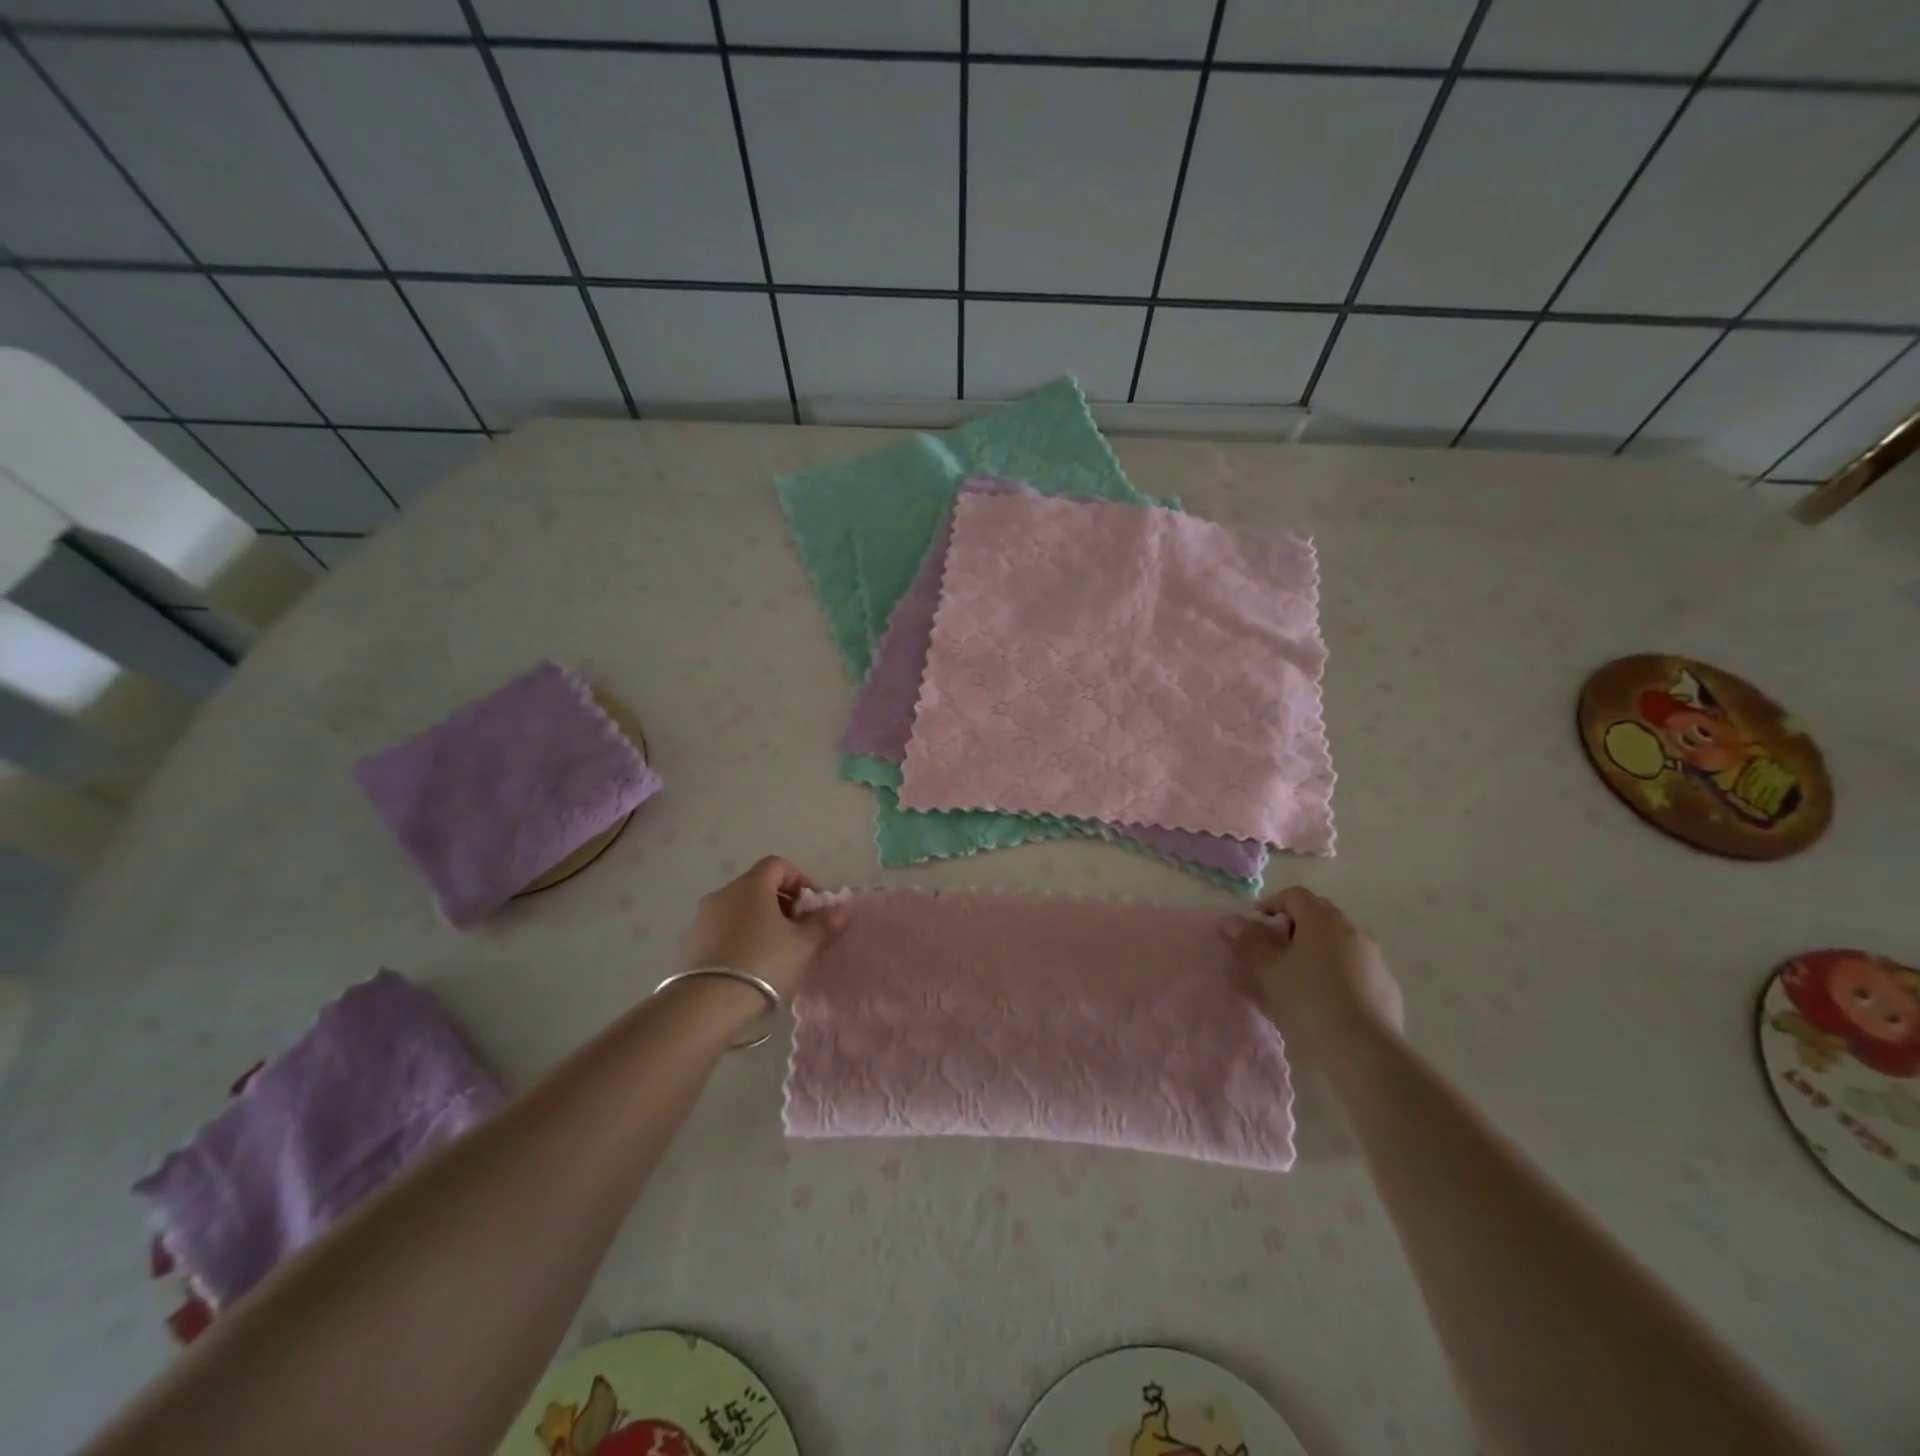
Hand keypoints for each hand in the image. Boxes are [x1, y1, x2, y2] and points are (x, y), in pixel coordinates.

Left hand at [678, 856, 848, 998]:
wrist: (707, 1004)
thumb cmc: (764, 963)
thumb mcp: (803, 945)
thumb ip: (823, 924)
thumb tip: (840, 910)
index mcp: (751, 886)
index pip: (778, 865)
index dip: (800, 879)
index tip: (813, 904)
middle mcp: (723, 893)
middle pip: (757, 886)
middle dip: (782, 902)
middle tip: (798, 929)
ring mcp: (702, 918)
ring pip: (738, 908)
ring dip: (759, 920)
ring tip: (774, 950)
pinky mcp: (689, 943)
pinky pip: (721, 929)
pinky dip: (739, 936)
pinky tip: (749, 964)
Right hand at [1223, 887, 1403, 1050]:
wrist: (1363, 1051)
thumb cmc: (1308, 1000)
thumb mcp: (1268, 970)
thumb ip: (1249, 940)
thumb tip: (1232, 921)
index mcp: (1323, 919)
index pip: (1294, 895)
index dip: (1270, 906)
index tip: (1254, 931)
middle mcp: (1353, 930)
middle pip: (1319, 915)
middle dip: (1294, 928)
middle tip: (1274, 954)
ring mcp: (1375, 958)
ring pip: (1339, 943)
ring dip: (1318, 952)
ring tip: (1300, 981)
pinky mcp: (1387, 986)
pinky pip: (1356, 969)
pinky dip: (1338, 974)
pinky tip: (1328, 1002)